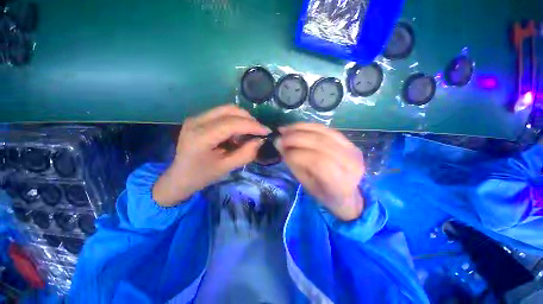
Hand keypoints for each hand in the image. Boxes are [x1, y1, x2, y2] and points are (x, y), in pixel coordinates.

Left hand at [153, 105, 270, 205]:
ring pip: (227, 109)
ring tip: (248, 133)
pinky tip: (236, 133)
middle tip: (259, 132)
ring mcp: (196, 117)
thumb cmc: (202, 176)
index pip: (232, 123)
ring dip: (242, 119)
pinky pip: (222, 113)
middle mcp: (197, 121)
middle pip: (230, 110)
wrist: (179, 177)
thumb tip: (260, 140)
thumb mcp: (226, 168)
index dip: (253, 125)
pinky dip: (235, 120)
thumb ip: (246, 154)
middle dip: (249, 119)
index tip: (267, 131)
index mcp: (201, 136)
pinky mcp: (198, 118)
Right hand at [274, 123, 364, 220]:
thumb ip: (293, 163)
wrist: (348, 192)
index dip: (296, 154)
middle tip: (280, 137)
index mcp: (340, 182)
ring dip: (300, 129)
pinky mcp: (349, 141)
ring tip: (285, 130)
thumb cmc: (325, 194)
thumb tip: (279, 143)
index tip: (281, 150)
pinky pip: (326, 129)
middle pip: (320, 143)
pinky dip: (308, 126)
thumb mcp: (306, 184)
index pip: (317, 162)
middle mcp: (350, 163)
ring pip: (323, 132)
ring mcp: (352, 149)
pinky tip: (296, 128)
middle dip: (295, 138)